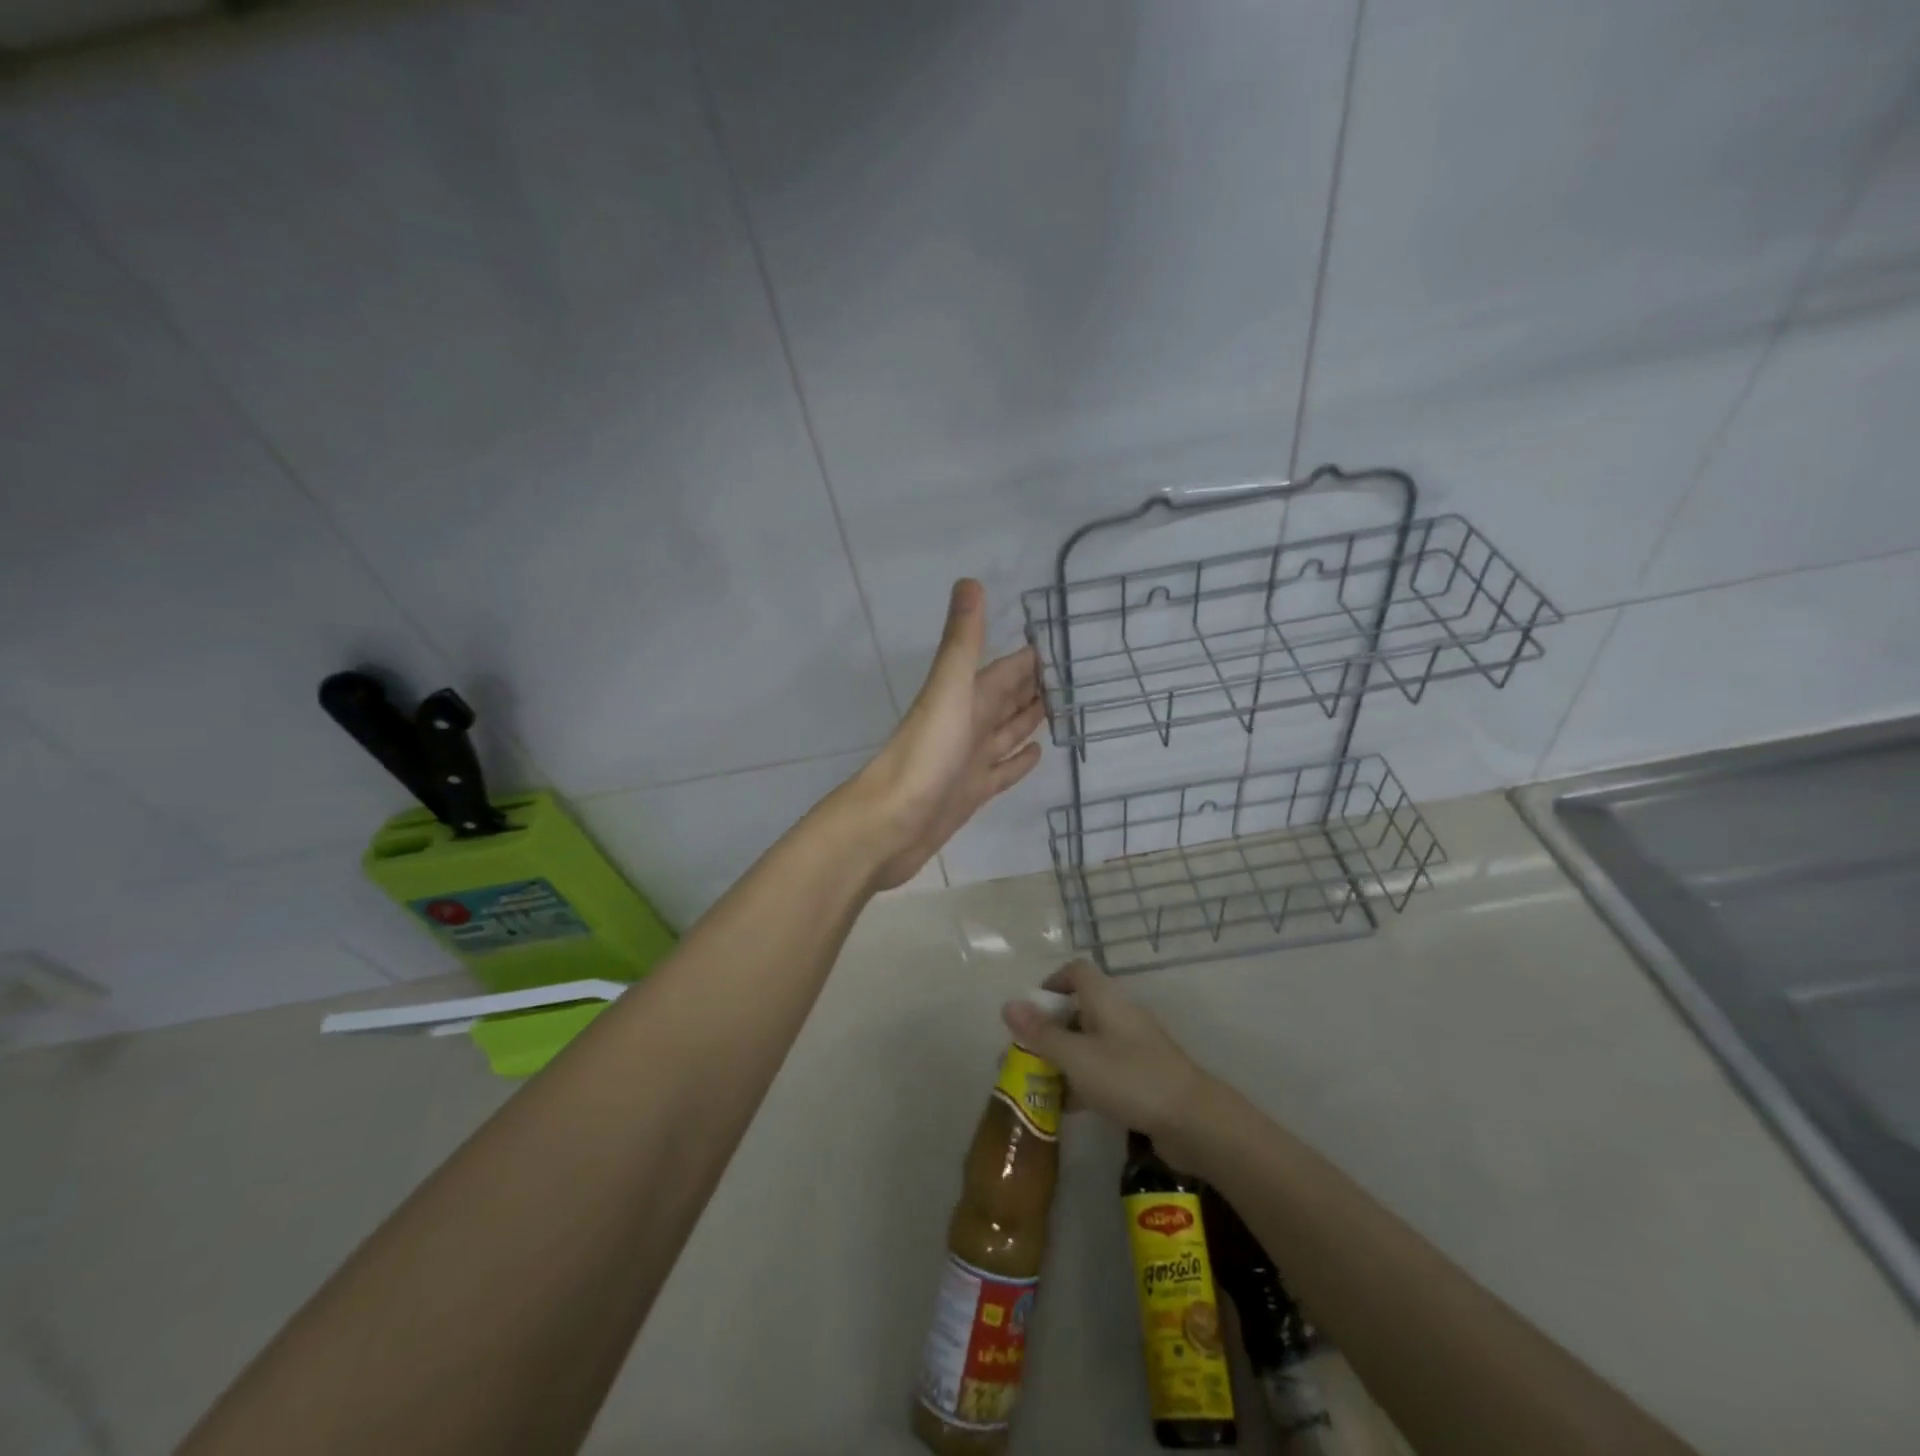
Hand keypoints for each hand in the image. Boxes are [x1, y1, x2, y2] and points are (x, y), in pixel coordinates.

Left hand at [848, 579, 1045, 889]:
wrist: (891, 824)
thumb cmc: (925, 755)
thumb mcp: (948, 691)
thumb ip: (961, 642)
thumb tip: (969, 580)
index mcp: (963, 698)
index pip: (1003, 671)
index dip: (1028, 659)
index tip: (1061, 646)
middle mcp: (967, 725)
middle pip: (1005, 699)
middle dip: (1033, 687)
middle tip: (1072, 678)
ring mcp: (969, 761)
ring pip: (1005, 733)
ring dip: (1028, 719)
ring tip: (1061, 709)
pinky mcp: (972, 793)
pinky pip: (1001, 771)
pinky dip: (1018, 761)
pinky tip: (1037, 753)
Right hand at [1001, 959, 1217, 1164]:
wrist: (1192, 1120)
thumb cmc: (1129, 1077)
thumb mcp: (1076, 1057)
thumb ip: (1041, 1033)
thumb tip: (1008, 1004)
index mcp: (1105, 999)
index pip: (1076, 972)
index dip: (1051, 983)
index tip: (1029, 1010)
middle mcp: (1118, 1015)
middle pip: (1078, 1009)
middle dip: (1048, 1029)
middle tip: (1023, 1054)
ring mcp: (1132, 1047)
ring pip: (1088, 1043)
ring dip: (1063, 1058)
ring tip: (1035, 1083)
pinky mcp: (1141, 1077)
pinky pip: (1102, 1070)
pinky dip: (1082, 1082)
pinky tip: (1065, 1108)